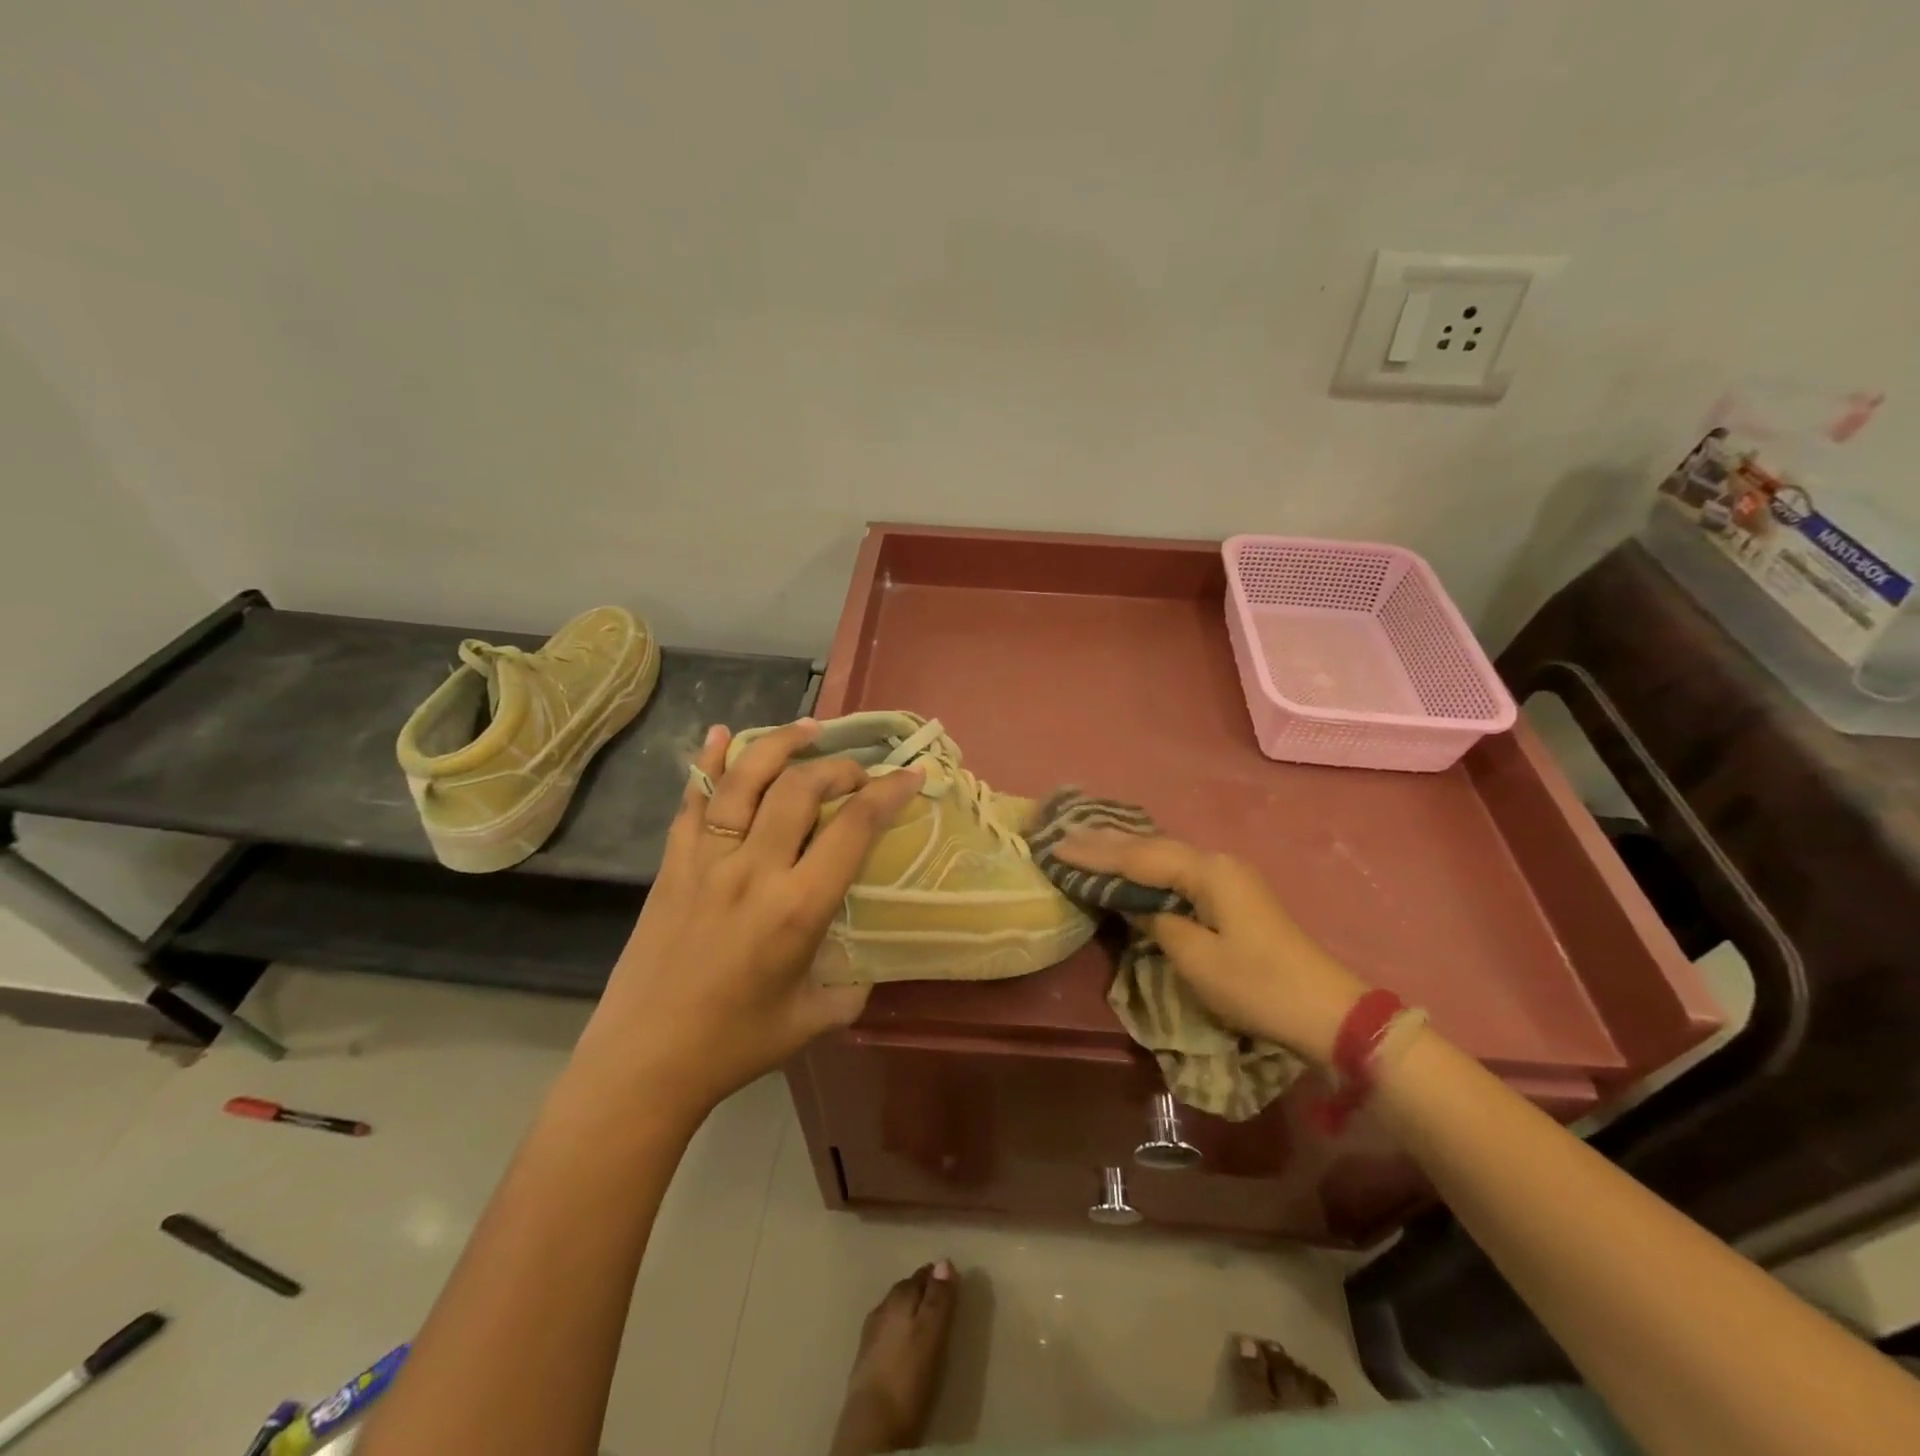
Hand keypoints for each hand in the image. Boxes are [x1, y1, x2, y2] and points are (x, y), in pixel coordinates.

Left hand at [575, 719, 923, 1117]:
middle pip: (801, 788)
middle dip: (839, 767)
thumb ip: (854, 986)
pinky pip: (692, 800)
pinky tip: (720, 733)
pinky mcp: (672, 864)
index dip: (887, 792)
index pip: (853, 828)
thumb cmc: (734, 1045)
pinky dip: (708, 761)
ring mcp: (706, 860)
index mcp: (797, 908)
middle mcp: (754, 870)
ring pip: (744, 779)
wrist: (643, 1061)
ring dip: (780, 744)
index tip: (910, 775)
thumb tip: (871, 964)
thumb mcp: (813, 1018)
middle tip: (859, 772)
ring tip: (808, 728)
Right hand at [1054, 832, 1367, 1063]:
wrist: (1325, 1010)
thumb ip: (1158, 922)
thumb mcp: (1196, 958)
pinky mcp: (1232, 895)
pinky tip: (1131, 864)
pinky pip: (1177, 871)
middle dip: (1106, 842)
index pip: (1139, 857)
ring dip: (1125, 851)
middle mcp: (1217, 863)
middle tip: (1064, 833)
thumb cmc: (1257, 985)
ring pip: (1164, 856)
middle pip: (1151, 847)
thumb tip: (1137, 906)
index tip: (1056, 847)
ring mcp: (1228, 877)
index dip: (1095, 855)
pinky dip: (1146, 867)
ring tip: (1087, 841)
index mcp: (1207, 871)